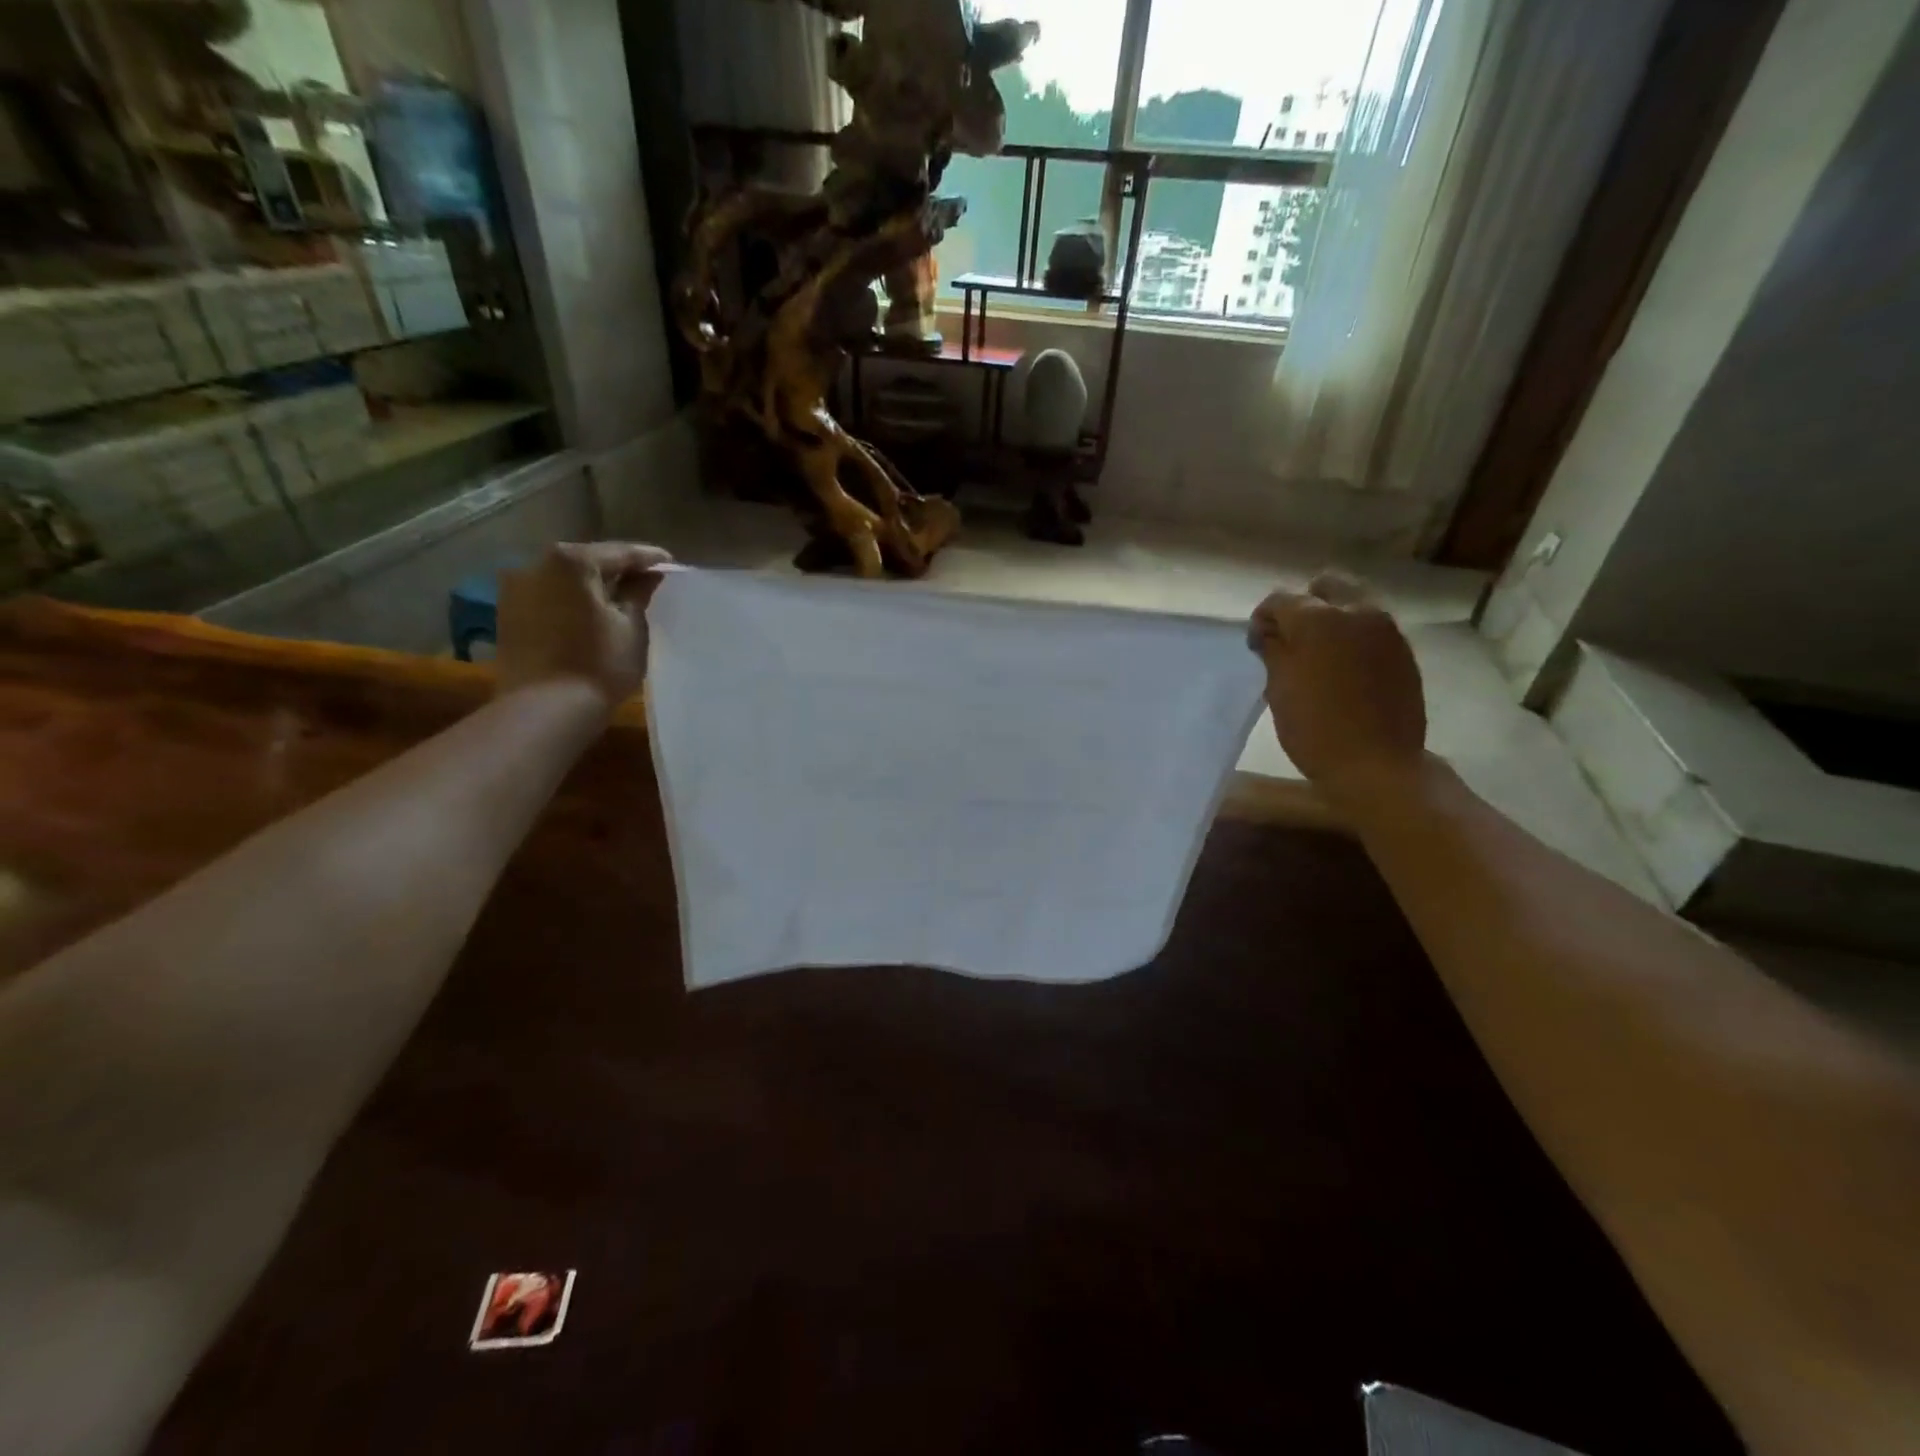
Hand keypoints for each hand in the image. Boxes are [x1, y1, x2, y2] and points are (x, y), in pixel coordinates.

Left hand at [495, 543, 672, 708]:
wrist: (545, 709)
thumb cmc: (600, 665)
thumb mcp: (631, 626)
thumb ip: (638, 592)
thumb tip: (648, 573)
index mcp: (572, 561)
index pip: (621, 552)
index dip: (650, 558)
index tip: (670, 563)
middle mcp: (536, 563)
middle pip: (589, 561)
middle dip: (618, 570)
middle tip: (646, 582)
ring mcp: (516, 588)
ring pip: (566, 580)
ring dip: (592, 586)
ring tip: (619, 601)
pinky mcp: (508, 613)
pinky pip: (550, 598)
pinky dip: (571, 602)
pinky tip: (589, 617)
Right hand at [1247, 572, 1427, 801]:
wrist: (1377, 765)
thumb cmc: (1315, 727)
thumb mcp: (1279, 688)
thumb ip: (1273, 650)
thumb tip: (1270, 632)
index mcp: (1319, 618)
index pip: (1280, 599)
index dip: (1262, 619)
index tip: (1257, 646)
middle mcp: (1357, 611)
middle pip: (1326, 586)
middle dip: (1303, 605)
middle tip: (1289, 639)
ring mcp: (1386, 630)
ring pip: (1353, 603)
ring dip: (1331, 618)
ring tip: (1316, 654)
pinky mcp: (1403, 651)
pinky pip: (1371, 628)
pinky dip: (1352, 636)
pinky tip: (1342, 668)